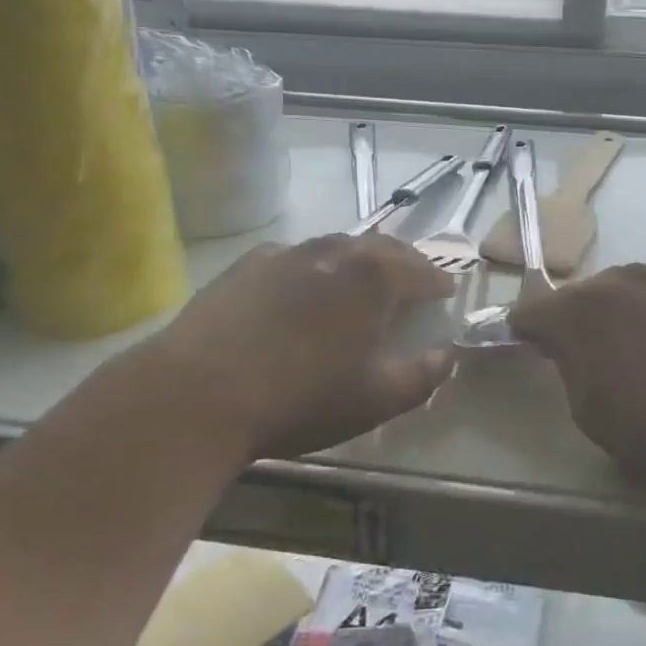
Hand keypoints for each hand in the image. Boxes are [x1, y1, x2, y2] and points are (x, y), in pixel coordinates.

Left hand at [127, 233, 455, 459]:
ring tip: (364, 276)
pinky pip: (294, 255)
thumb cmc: (300, 399)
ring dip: (360, 257)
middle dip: (404, 260)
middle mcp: (335, 253)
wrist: (198, 394)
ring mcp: (287, 254)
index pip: (421, 270)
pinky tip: (303, 284)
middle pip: (382, 247)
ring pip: (337, 245)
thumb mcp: (374, 400)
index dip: (438, 281)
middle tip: (414, 277)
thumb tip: (447, 355)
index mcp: (373, 279)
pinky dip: (314, 264)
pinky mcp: (246, 265)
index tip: (446, 291)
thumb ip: (421, 376)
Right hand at [509, 264, 645, 500]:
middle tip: (584, 355)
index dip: (526, 331)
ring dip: (617, 316)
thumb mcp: (586, 410)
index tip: (529, 347)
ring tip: (632, 352)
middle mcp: (614, 283)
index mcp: (575, 311)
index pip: (530, 312)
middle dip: (575, 320)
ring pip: (623, 294)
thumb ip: (570, 367)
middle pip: (579, 296)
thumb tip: (573, 352)